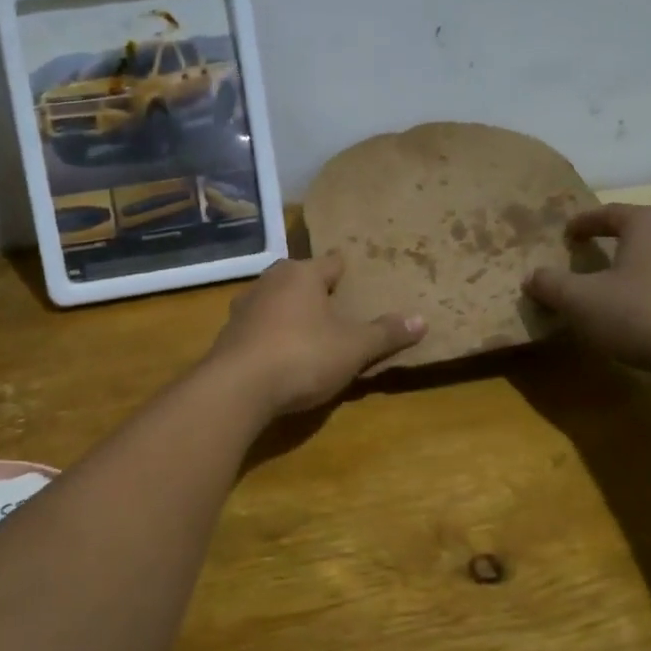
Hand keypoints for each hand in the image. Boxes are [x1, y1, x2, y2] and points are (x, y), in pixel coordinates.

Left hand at [205, 253, 424, 417]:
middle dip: (315, 290)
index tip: (358, 276)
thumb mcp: (353, 348)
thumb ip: (385, 333)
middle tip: (337, 305)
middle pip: (299, 278)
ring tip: (309, 330)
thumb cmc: (302, 356)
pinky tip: (281, 354)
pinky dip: (271, 336)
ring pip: (274, 301)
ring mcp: (243, 308)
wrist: (237, 388)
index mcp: (301, 274)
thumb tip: (422, 320)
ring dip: (290, 313)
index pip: (331, 262)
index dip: (347, 270)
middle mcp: (269, 282)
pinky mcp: (228, 336)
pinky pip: (258, 328)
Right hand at [522, 203, 650, 380]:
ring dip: (632, 264)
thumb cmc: (640, 314)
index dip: (582, 223)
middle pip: (636, 229)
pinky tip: (639, 308)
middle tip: (586, 254)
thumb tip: (532, 277)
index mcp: (648, 222)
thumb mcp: (580, 301)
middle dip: (609, 240)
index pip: (608, 213)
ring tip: (611, 283)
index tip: (565, 235)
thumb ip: (551, 284)